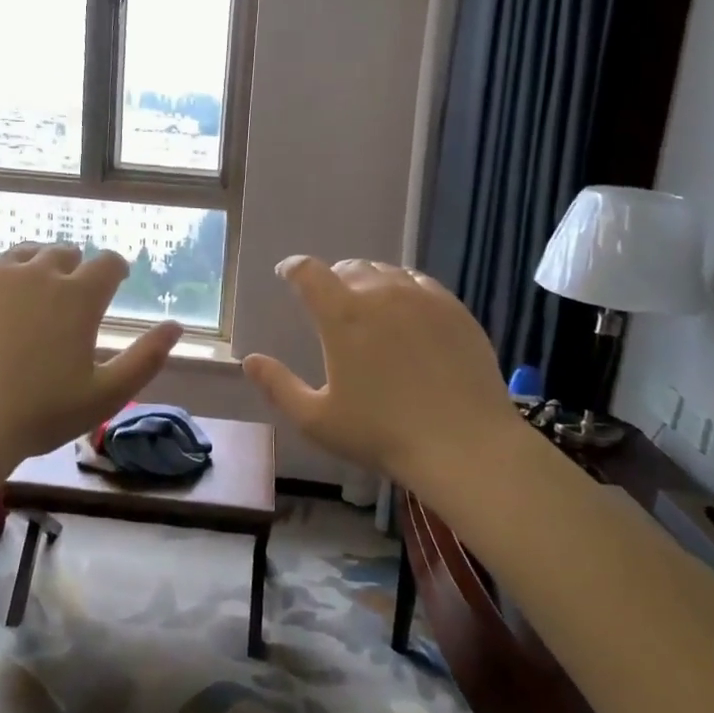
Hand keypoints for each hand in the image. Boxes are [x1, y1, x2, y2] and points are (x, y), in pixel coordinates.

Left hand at [0, 244, 182, 463]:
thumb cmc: (40, 414)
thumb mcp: (105, 395)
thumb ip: (146, 358)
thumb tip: (176, 327)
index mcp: (78, 296)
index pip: (107, 262)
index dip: (116, 269)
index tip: (116, 280)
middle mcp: (38, 273)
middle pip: (63, 252)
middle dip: (74, 267)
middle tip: (71, 292)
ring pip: (23, 254)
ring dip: (35, 266)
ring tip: (33, 290)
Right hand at [242, 257, 515, 487]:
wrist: (464, 444)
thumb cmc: (381, 434)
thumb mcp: (317, 419)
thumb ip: (278, 386)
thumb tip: (249, 361)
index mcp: (342, 315)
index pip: (309, 272)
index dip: (293, 268)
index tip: (286, 272)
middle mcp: (381, 294)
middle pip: (349, 267)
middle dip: (332, 277)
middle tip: (329, 298)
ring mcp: (423, 298)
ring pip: (387, 271)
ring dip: (368, 280)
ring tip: (367, 302)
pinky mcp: (455, 309)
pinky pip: (421, 283)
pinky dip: (403, 288)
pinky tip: (406, 309)